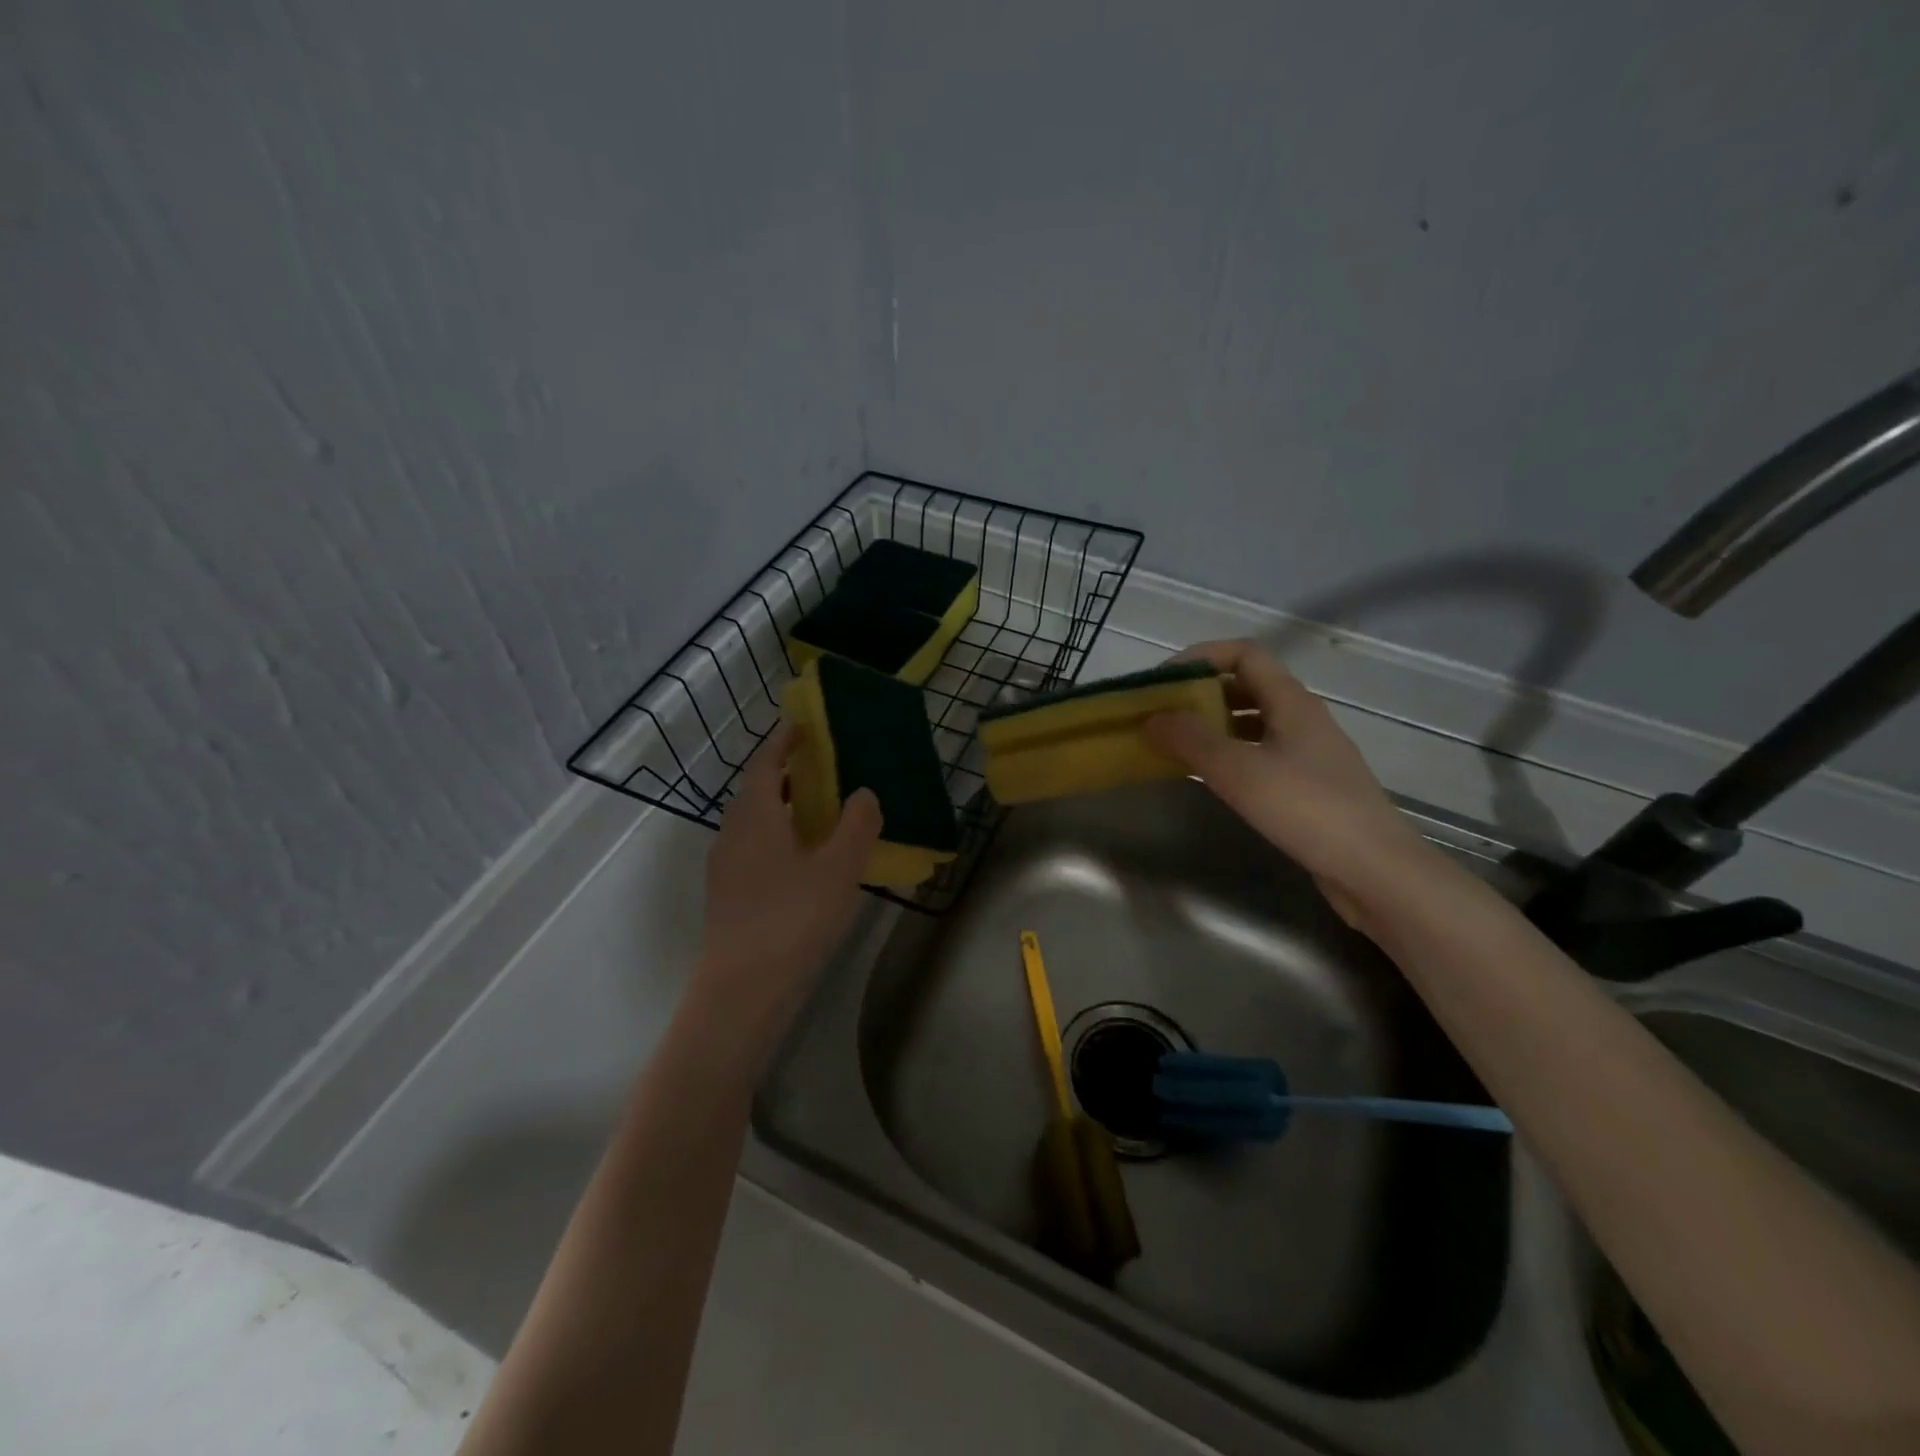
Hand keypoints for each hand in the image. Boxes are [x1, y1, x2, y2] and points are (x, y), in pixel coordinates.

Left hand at [695, 727, 882, 1035]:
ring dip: (782, 808)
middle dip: (786, 774)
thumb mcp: (839, 869)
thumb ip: (857, 825)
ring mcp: (725, 866)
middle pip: (757, 791)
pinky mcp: (727, 894)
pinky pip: (753, 848)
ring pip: (753, 822)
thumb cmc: (792, 919)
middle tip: (822, 769)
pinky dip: (777, 837)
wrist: (742, 989)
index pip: (766, 764)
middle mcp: (732, 833)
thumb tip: (864, 793)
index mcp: (755, 816)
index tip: (804, 727)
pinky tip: (803, 860)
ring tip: (819, 813)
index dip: (784, 742)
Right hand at [1143, 640, 1429, 927]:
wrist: (1375, 869)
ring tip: (1176, 744)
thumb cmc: (1307, 809)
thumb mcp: (1239, 771)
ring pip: (1253, 721)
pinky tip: (1210, 778)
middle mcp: (1302, 718)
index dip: (1201, 657)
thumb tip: (1151, 718)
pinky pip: (1260, 752)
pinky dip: (1230, 754)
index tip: (1164, 681)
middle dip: (1201, 693)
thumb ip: (1191, 740)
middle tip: (1163, 714)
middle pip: (1247, 685)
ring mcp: (1309, 752)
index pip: (1244, 654)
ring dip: (1213, 725)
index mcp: (1291, 701)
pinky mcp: (1309, 783)